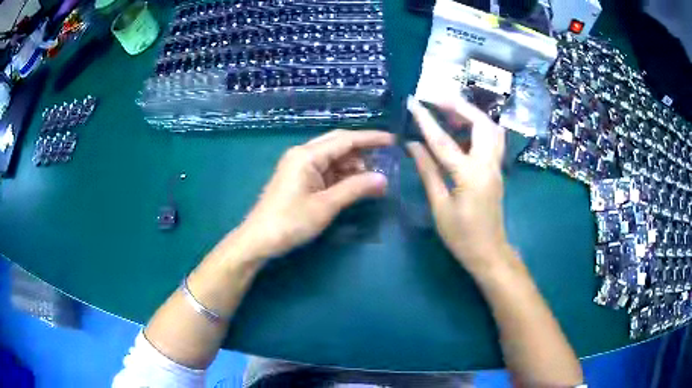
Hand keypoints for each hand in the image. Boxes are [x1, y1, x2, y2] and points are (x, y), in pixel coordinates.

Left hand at [236, 129, 394, 260]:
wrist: (259, 240)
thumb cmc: (290, 222)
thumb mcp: (326, 206)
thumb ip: (355, 189)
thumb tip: (384, 179)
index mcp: (307, 155)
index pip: (345, 140)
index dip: (370, 139)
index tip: (392, 141)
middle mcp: (302, 154)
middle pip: (338, 144)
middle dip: (363, 150)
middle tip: (386, 158)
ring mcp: (299, 166)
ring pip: (333, 158)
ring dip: (353, 165)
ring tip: (375, 178)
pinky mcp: (299, 178)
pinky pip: (325, 170)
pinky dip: (342, 175)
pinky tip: (355, 184)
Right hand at [406, 96, 511, 275]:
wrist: (490, 253)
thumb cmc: (462, 236)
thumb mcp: (440, 206)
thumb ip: (428, 172)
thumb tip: (413, 146)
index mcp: (470, 176)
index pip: (444, 141)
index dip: (426, 119)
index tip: (414, 102)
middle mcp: (488, 165)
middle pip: (481, 123)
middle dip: (460, 106)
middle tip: (437, 100)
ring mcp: (496, 166)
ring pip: (491, 129)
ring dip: (471, 114)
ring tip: (449, 110)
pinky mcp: (497, 170)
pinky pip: (491, 139)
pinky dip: (477, 127)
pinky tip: (461, 130)